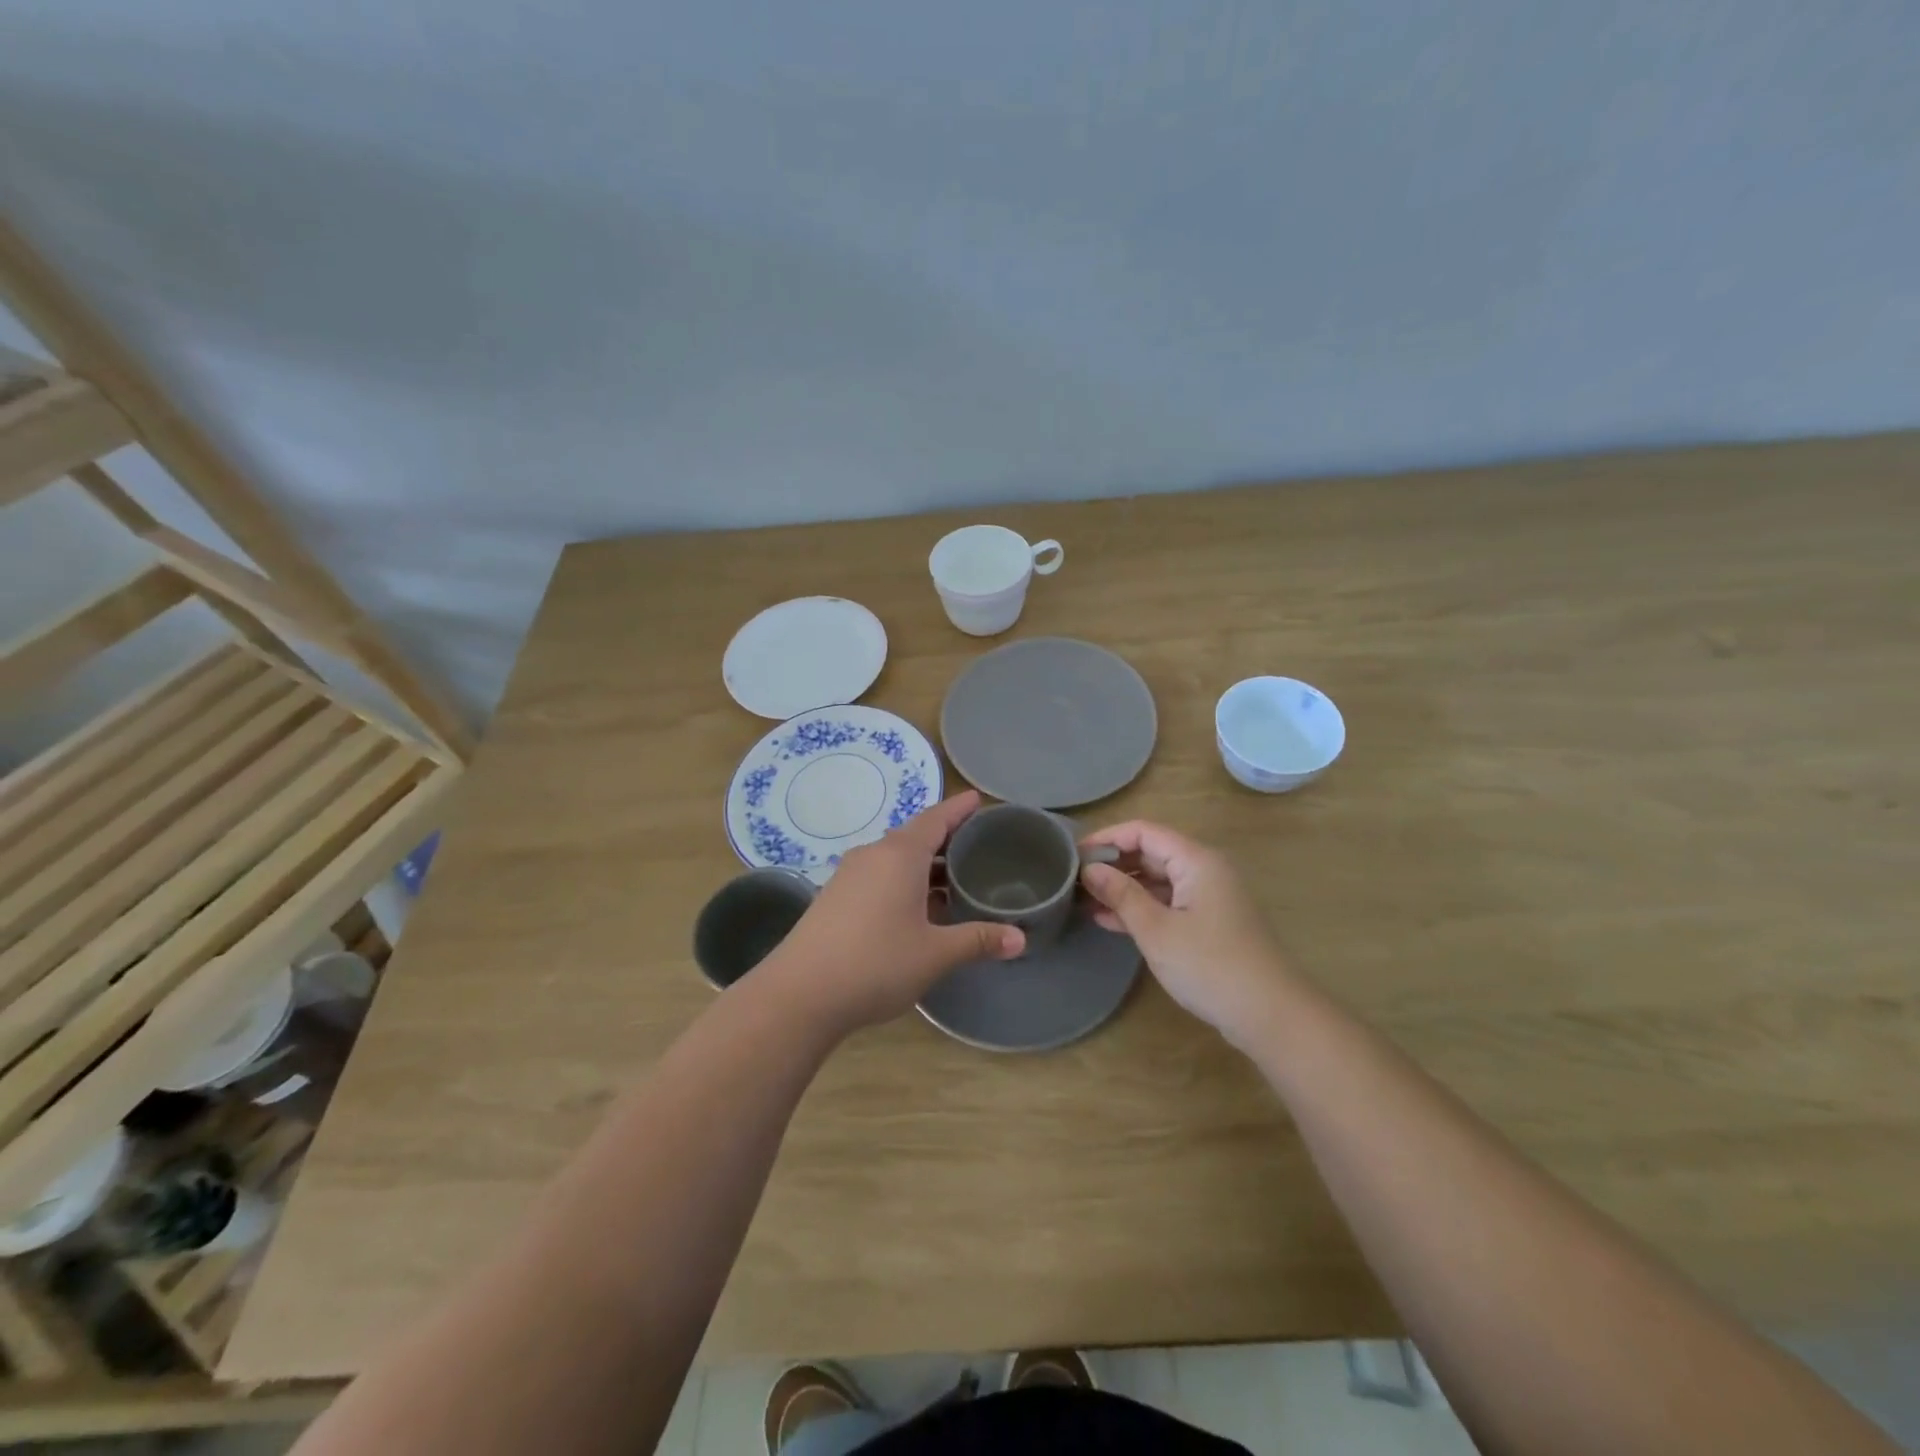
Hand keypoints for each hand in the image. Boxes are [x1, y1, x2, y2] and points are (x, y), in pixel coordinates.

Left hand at [765, 790, 1024, 1035]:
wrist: (800, 994)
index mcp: (899, 855)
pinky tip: (917, 908)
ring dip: (924, 865)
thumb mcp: (935, 954)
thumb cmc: (876, 963)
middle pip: (915, 835)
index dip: (959, 809)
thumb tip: (1020, 939)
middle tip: (977, 845)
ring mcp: (849, 875)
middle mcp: (873, 855)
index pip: (936, 819)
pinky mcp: (834, 897)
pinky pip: (878, 875)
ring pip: (895, 858)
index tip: (978, 799)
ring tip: (953, 879)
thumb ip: (978, 940)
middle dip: (945, 838)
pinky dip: (903, 881)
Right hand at [1078, 820, 1293, 1044]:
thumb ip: (1121, 894)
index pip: (1143, 831)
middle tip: (1074, 879)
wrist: (1270, 1015)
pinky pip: (1168, 902)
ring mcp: (1209, 897)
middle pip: (1152, 852)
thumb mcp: (1156, 929)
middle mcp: (1205, 870)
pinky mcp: (1210, 923)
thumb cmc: (1210, 965)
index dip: (1107, 838)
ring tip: (1083, 900)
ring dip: (1123, 888)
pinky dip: (1141, 907)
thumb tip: (1090, 869)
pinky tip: (1108, 920)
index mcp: (1196, 860)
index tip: (1073, 855)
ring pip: (1158, 880)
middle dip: (1113, 864)